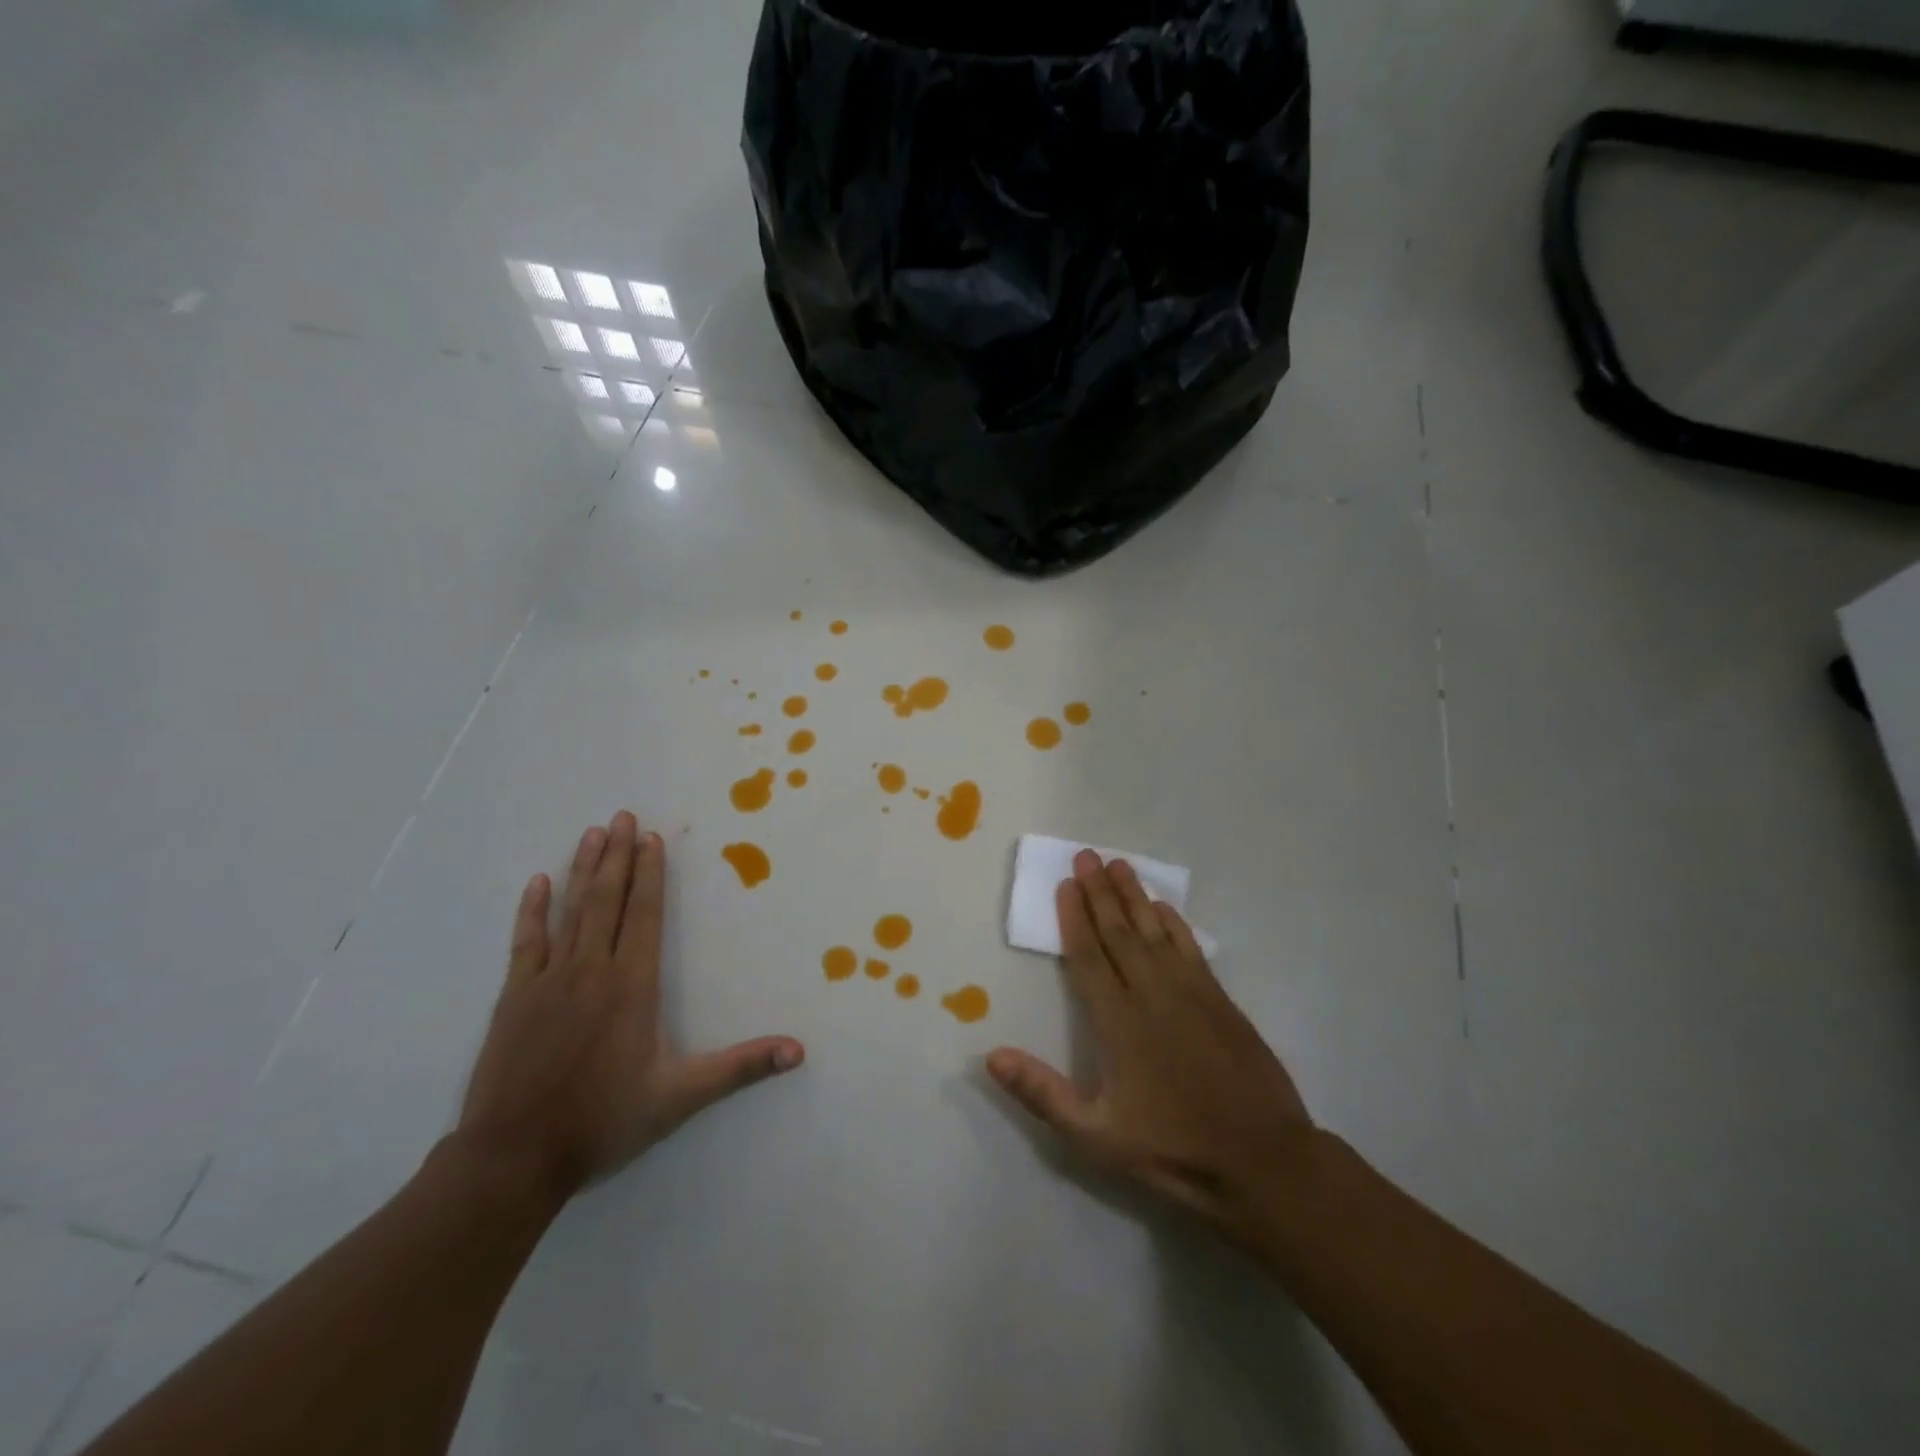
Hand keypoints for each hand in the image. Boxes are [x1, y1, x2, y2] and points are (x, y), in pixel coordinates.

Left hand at [457, 811, 804, 1201]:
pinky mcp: (515, 998)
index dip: (650, 875)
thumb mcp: (680, 1097)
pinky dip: (533, 910)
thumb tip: (798, 1051)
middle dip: (617, 856)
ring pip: (570, 912)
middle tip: (622, 816)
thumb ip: (739, 1068)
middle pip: (608, 901)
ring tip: (592, 833)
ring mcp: (549, 981)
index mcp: (632, 986)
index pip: (645, 916)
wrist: (514, 1158)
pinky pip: (526, 942)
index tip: (651, 838)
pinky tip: (538, 883)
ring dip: (583, 870)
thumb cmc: (603, 1121)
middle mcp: (592, 971)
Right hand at [988, 851, 1312, 1239]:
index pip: (1089, 957)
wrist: (1263, 1160)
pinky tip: (1165, 908)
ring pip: (1154, 932)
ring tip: (1119, 865)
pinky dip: (1175, 924)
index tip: (1066, 884)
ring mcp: (1190, 993)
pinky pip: (1190, 949)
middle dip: (1100, 892)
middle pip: (1119, 933)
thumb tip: (991, 1055)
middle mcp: (1151, 995)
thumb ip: (1042, 1093)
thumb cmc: (1173, 1149)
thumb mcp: (1096, 1136)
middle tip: (1087, 856)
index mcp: (1118, 1022)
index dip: (1075, 919)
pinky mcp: (1220, 1001)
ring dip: (1135, 897)